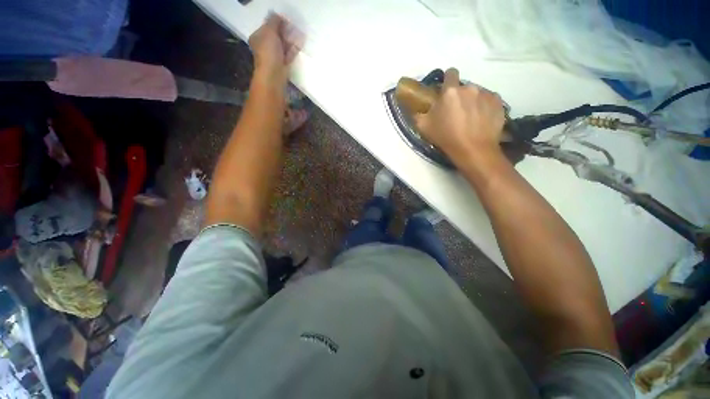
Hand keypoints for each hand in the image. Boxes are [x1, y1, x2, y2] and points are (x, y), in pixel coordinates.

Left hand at [248, 13, 303, 83]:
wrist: (273, 75)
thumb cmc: (268, 52)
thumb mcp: (269, 31)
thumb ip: (274, 21)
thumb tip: (279, 16)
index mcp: (258, 37)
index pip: (267, 26)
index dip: (277, 22)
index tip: (286, 21)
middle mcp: (264, 46)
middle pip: (276, 36)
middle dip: (285, 32)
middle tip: (294, 28)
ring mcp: (274, 56)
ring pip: (283, 45)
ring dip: (291, 40)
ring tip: (299, 35)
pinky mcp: (282, 65)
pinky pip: (288, 54)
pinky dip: (293, 49)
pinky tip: (299, 45)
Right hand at [414, 68, 505, 165]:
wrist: (473, 150)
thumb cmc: (446, 137)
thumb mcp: (424, 127)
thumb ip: (419, 113)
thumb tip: (417, 109)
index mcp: (450, 91)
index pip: (450, 73)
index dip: (448, 80)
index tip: (446, 91)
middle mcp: (469, 87)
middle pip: (464, 87)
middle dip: (460, 96)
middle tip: (457, 112)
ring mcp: (486, 94)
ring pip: (477, 93)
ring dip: (473, 101)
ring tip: (471, 118)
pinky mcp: (498, 102)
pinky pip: (490, 100)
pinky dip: (485, 107)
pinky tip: (482, 120)